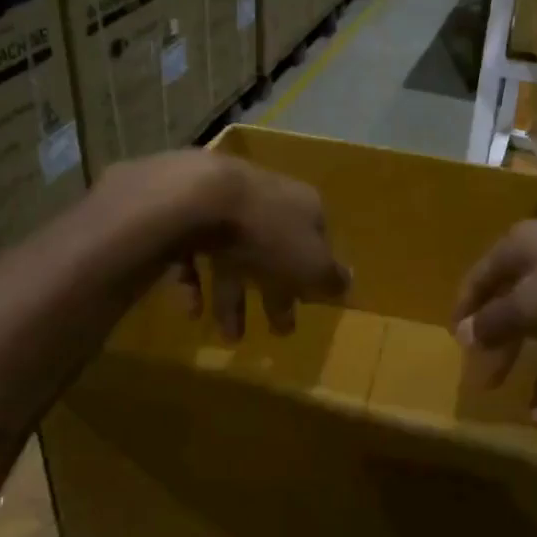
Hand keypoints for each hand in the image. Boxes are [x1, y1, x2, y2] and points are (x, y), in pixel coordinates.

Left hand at [104, 151, 350, 339]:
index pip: (316, 241)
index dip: (313, 275)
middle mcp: (267, 199)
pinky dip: (195, 282)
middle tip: (276, 331)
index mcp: (304, 206)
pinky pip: (194, 252)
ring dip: (233, 299)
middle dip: (275, 294)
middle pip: (274, 252)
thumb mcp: (311, 265)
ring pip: (233, 255)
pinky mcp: (186, 211)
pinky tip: (192, 310)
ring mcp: (225, 202)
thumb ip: (331, 278)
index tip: (307, 304)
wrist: (201, 198)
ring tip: (229, 338)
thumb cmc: (268, 234)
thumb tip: (349, 285)